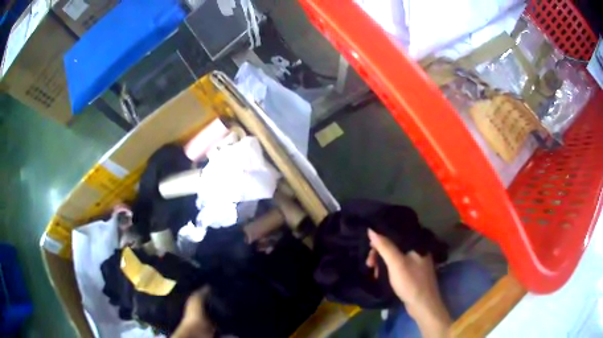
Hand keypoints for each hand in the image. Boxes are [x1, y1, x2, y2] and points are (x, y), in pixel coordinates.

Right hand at [367, 229, 450, 336]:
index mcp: (417, 243)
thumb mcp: (396, 263)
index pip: (397, 232)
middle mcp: (418, 249)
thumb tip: (371, 229)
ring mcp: (416, 261)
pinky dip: (388, 268)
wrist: (423, 304)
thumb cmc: (410, 282)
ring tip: (374, 272)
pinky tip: (381, 275)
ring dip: (382, 262)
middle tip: (369, 263)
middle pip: (395, 245)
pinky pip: (398, 264)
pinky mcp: (413, 272)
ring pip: (395, 256)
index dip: (381, 236)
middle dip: (380, 252)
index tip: (369, 245)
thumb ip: (385, 246)